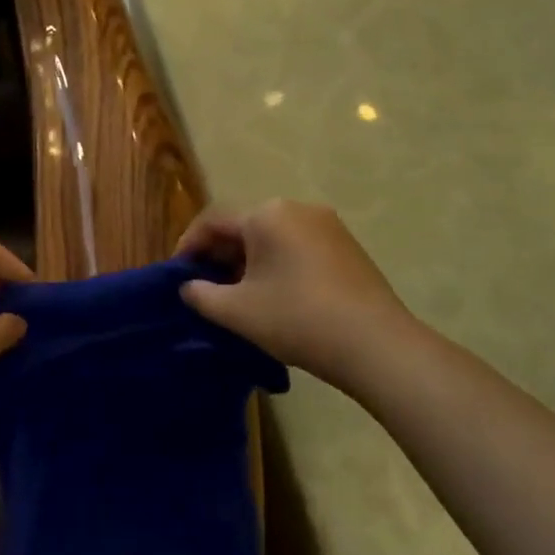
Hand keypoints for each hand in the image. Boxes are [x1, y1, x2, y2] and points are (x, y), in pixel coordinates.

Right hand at [177, 200, 417, 385]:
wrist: (376, 345)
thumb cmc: (296, 319)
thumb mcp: (236, 311)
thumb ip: (201, 294)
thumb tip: (188, 286)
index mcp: (267, 214)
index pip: (213, 221)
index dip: (188, 246)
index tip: (177, 275)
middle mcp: (298, 209)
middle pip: (244, 226)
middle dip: (219, 255)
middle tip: (206, 288)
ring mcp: (328, 226)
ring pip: (272, 238)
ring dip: (248, 262)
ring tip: (238, 296)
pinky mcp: (348, 247)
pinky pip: (298, 247)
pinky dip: (277, 265)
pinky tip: (275, 296)